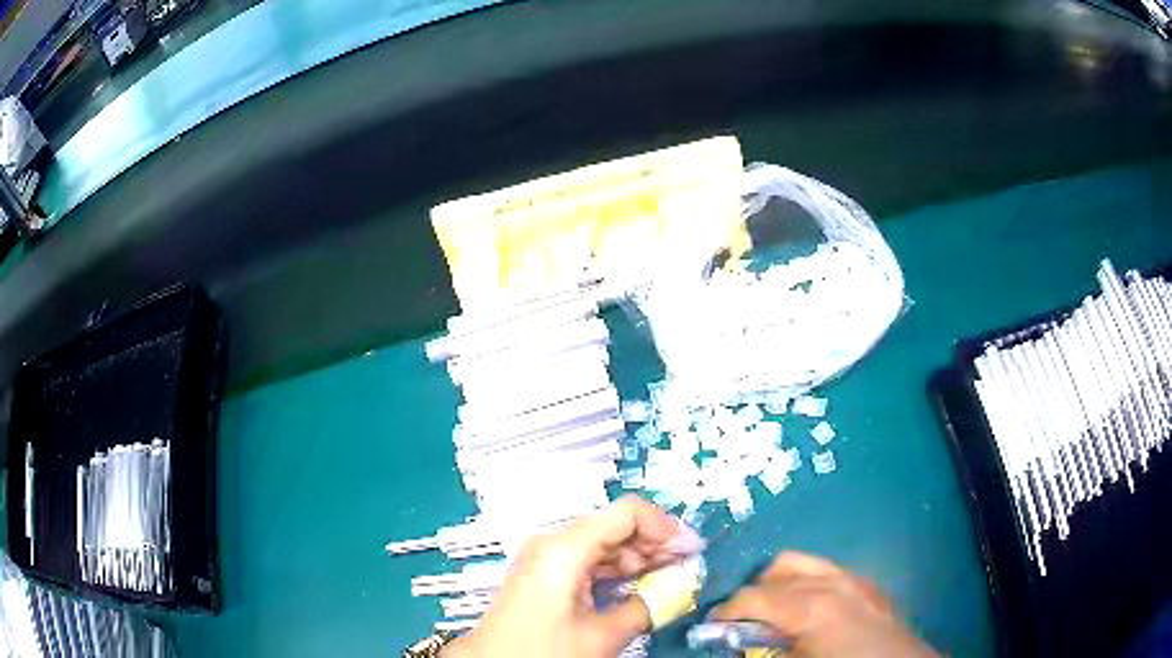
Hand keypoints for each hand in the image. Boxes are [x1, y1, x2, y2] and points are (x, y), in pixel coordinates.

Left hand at [442, 496, 702, 657]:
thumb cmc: (543, 650)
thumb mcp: (603, 634)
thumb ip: (648, 606)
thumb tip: (681, 589)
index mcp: (565, 548)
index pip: (627, 513)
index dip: (665, 527)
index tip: (690, 549)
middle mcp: (553, 543)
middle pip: (615, 525)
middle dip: (655, 544)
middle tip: (686, 566)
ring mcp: (546, 557)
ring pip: (603, 543)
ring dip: (638, 558)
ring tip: (666, 580)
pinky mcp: (544, 573)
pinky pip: (588, 559)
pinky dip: (616, 570)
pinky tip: (636, 587)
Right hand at [712, 552, 937, 657]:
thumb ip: (761, 652)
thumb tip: (734, 644)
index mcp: (810, 606)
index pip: (752, 597)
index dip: (725, 612)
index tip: (710, 627)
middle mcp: (831, 582)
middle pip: (776, 570)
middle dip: (751, 595)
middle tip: (741, 622)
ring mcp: (854, 580)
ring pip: (803, 563)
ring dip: (779, 584)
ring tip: (772, 613)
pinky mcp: (869, 586)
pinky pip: (828, 572)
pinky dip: (806, 584)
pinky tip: (808, 613)